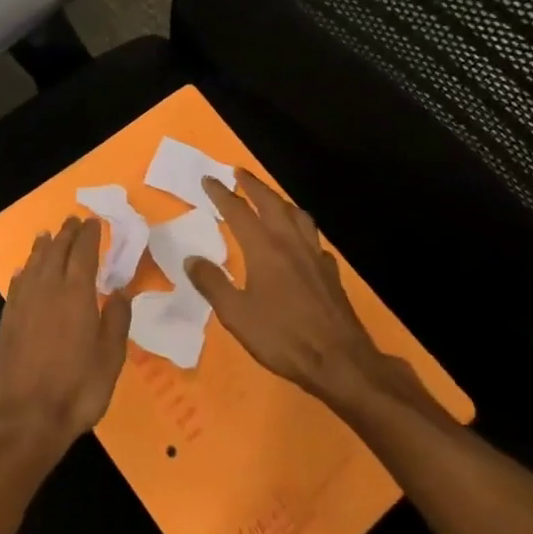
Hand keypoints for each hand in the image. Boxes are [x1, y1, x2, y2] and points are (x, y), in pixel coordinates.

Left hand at [0, 217, 133, 458]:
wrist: (25, 419)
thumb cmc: (77, 389)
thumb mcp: (111, 358)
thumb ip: (116, 320)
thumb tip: (120, 291)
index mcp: (76, 294)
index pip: (83, 253)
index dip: (88, 235)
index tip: (93, 222)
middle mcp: (47, 290)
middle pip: (56, 252)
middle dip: (66, 234)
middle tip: (72, 220)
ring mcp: (23, 304)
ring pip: (33, 264)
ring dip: (42, 247)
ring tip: (47, 235)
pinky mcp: (7, 321)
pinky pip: (16, 285)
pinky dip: (23, 272)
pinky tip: (23, 271)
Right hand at [185, 171, 409, 407]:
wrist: (340, 361)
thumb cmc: (283, 337)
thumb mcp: (236, 315)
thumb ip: (212, 283)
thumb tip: (192, 259)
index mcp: (264, 249)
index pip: (239, 211)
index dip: (222, 194)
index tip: (208, 179)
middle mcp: (290, 243)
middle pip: (271, 203)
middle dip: (253, 185)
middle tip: (238, 172)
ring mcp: (314, 256)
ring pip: (297, 215)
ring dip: (280, 200)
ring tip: (270, 198)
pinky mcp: (330, 272)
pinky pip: (313, 239)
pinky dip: (301, 229)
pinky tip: (299, 241)